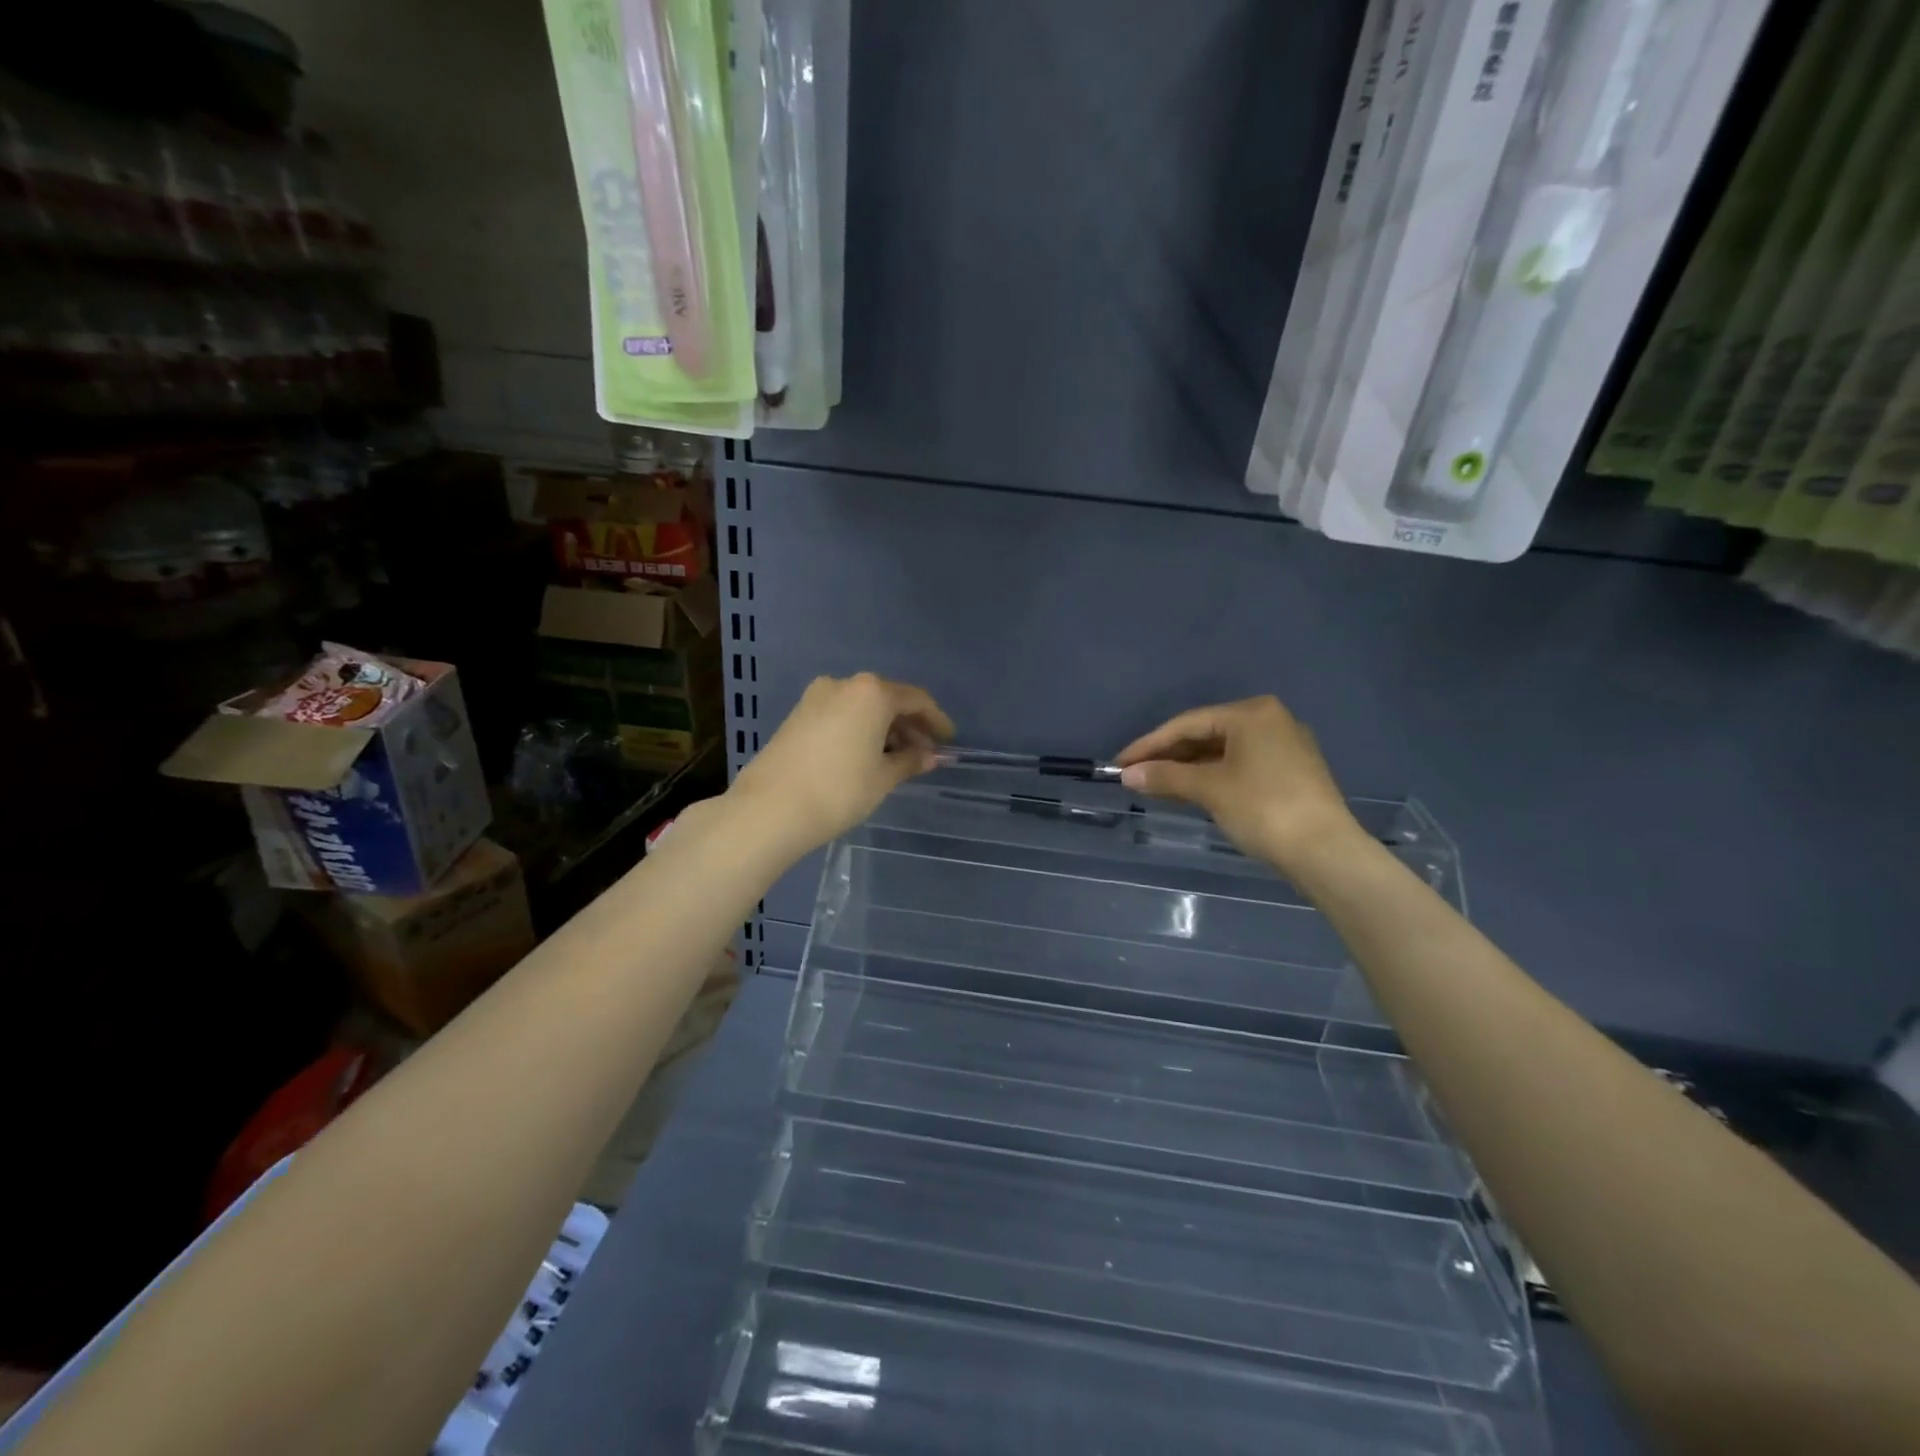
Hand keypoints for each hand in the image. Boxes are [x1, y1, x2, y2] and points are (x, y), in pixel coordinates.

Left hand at [729, 673, 954, 855]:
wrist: (769, 809)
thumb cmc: (839, 790)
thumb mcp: (883, 778)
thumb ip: (910, 761)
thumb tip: (930, 756)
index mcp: (871, 692)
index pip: (916, 699)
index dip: (936, 721)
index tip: (948, 742)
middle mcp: (844, 684)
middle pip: (887, 699)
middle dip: (909, 725)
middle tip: (924, 754)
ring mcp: (816, 698)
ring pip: (862, 707)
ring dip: (883, 729)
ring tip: (896, 760)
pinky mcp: (797, 715)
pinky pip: (841, 715)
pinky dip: (860, 730)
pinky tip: (866, 756)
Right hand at [1113, 696, 1359, 869]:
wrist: (1325, 852)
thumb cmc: (1263, 808)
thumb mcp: (1209, 789)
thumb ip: (1165, 776)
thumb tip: (1128, 775)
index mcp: (1252, 713)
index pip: (1188, 723)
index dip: (1149, 744)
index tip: (1120, 763)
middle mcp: (1270, 720)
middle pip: (1206, 734)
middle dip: (1169, 755)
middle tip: (1136, 775)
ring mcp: (1285, 746)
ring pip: (1223, 751)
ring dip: (1188, 767)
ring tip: (1156, 784)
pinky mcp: (1291, 772)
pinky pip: (1240, 765)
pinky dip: (1212, 776)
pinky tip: (1191, 790)